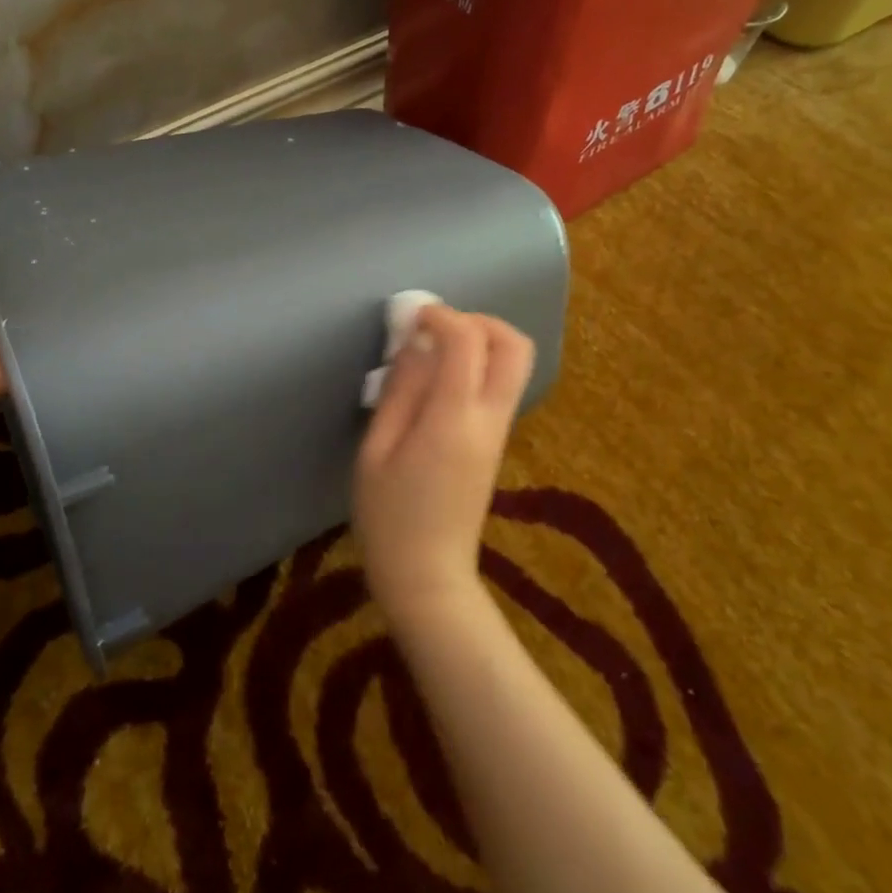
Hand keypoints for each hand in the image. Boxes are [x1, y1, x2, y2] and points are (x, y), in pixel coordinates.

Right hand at [354, 305, 534, 621]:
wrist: (427, 576)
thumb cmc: (388, 516)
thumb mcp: (376, 450)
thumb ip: (400, 391)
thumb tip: (415, 343)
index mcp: (454, 419)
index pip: (467, 342)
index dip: (441, 316)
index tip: (410, 317)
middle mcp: (489, 419)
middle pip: (514, 345)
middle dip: (478, 320)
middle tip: (436, 328)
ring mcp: (500, 431)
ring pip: (515, 363)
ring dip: (481, 341)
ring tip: (434, 351)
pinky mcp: (498, 442)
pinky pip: (501, 385)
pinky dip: (479, 365)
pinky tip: (439, 380)